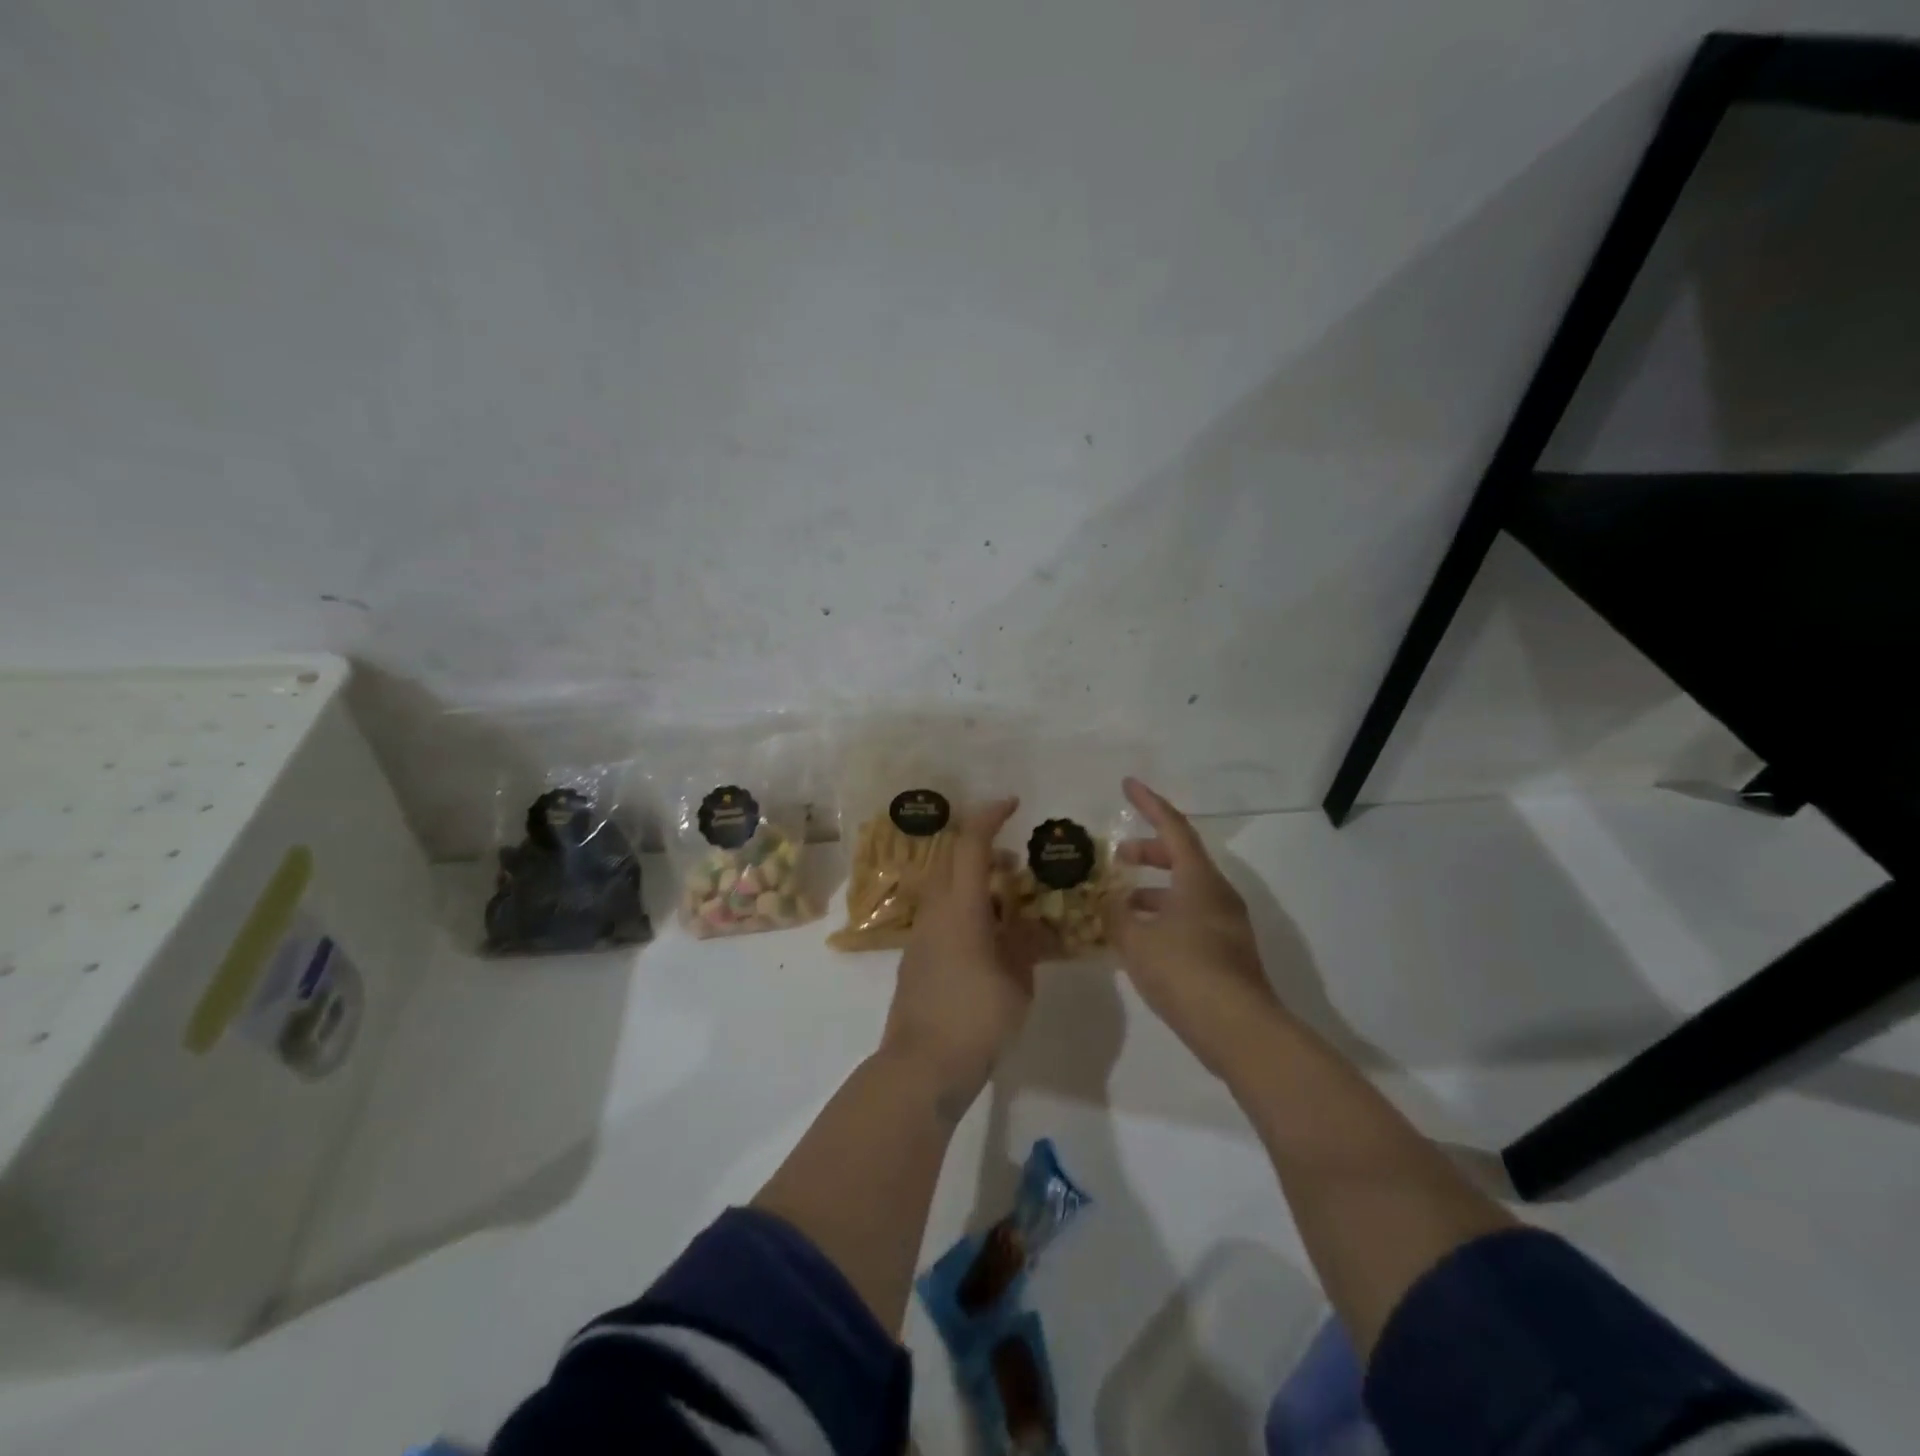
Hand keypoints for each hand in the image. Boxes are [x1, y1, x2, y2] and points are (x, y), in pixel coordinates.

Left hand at [881, 799, 1046, 1113]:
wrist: (922, 1067)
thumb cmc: (975, 1019)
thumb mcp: (1017, 982)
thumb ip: (1026, 945)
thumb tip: (1032, 926)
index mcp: (959, 908)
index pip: (970, 845)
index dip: (989, 817)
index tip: (1012, 804)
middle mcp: (935, 912)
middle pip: (952, 862)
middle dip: (984, 851)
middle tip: (1017, 864)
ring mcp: (922, 936)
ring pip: (946, 890)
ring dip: (975, 883)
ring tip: (1010, 903)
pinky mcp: (918, 959)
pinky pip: (943, 916)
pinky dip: (967, 910)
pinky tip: (992, 938)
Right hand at [1106, 777, 1283, 1075]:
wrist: (1239, 1030)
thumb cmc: (1184, 972)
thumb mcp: (1137, 940)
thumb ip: (1117, 915)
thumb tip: (1110, 903)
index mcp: (1199, 880)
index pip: (1173, 827)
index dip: (1149, 804)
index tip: (1128, 785)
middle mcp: (1217, 894)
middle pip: (1181, 857)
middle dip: (1148, 850)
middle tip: (1117, 855)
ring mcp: (1226, 924)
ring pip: (1185, 891)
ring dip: (1153, 889)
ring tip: (1120, 903)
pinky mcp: (1228, 952)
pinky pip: (1191, 917)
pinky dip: (1164, 915)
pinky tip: (1141, 939)